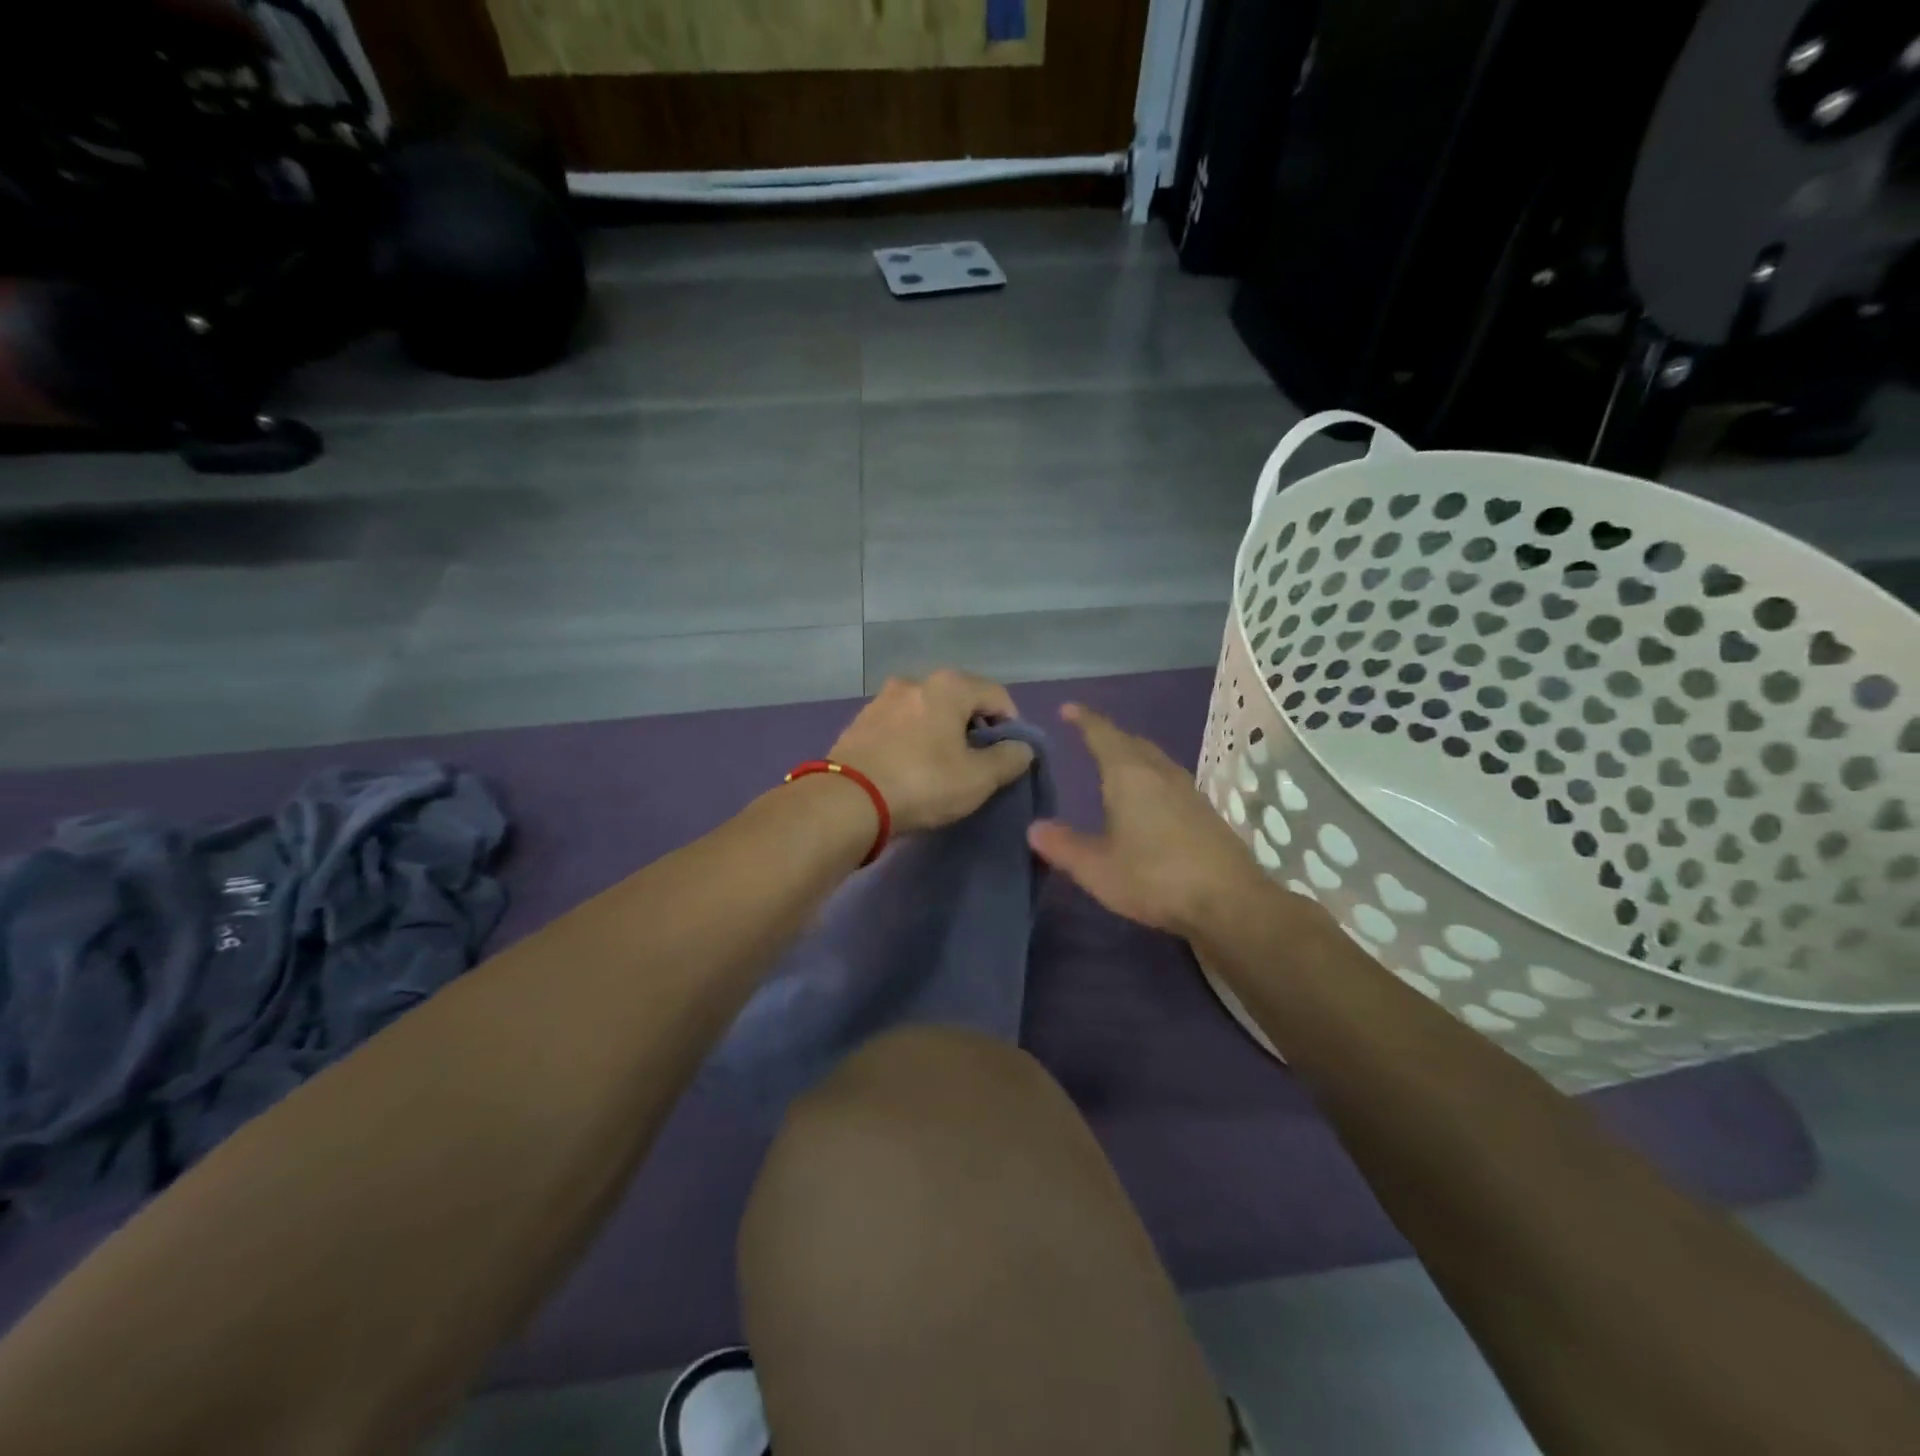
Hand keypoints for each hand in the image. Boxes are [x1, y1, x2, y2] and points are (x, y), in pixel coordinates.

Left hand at [828, 670, 1035, 835]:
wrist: (846, 801)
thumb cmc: (922, 783)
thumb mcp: (978, 778)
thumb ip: (1009, 759)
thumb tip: (1022, 747)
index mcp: (949, 686)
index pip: (997, 695)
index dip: (1012, 725)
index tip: (1010, 756)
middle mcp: (915, 681)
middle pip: (961, 700)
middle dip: (975, 728)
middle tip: (979, 763)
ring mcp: (882, 699)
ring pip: (928, 711)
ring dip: (942, 733)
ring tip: (943, 767)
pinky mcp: (860, 721)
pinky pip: (901, 725)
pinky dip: (914, 739)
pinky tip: (911, 767)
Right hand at [1028, 704, 1268, 938]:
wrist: (1229, 902)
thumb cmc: (1154, 877)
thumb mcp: (1096, 868)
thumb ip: (1063, 846)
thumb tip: (1035, 828)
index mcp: (1129, 776)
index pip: (1102, 734)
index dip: (1084, 719)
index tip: (1068, 708)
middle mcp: (1160, 773)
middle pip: (1132, 743)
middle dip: (1109, 736)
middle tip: (1089, 738)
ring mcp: (1188, 791)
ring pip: (1155, 761)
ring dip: (1133, 756)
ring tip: (1115, 767)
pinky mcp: (1205, 813)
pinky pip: (1169, 781)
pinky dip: (1151, 778)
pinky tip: (1148, 802)